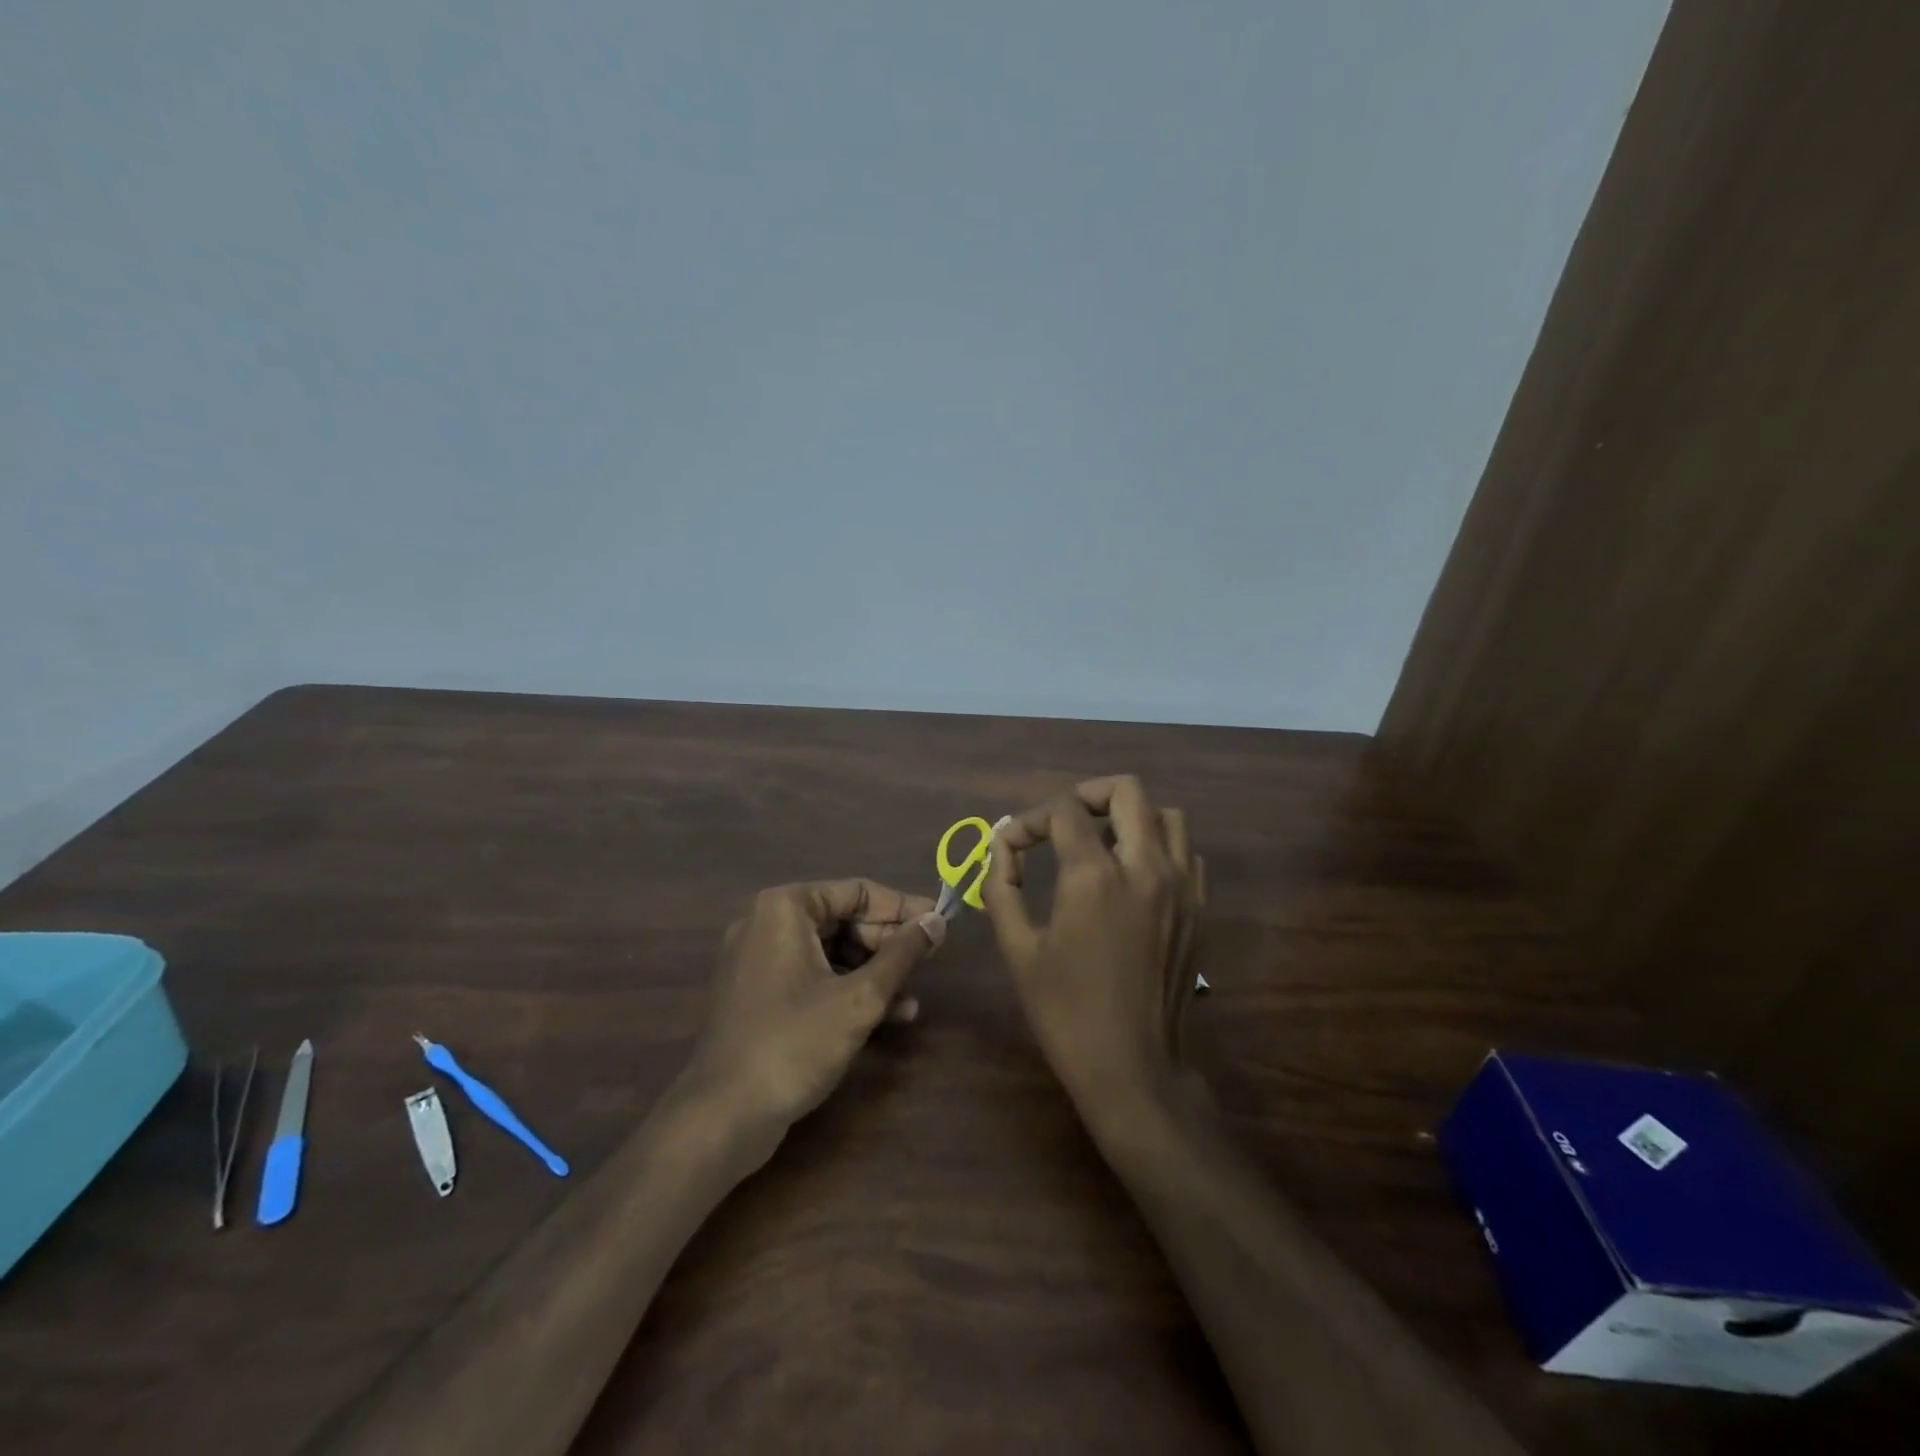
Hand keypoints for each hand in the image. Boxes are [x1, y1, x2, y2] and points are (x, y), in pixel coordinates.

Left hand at [685, 879, 945, 1132]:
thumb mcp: (859, 998)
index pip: (857, 892)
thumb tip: (937, 920)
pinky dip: (846, 989)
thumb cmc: (795, 1043)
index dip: (902, 908)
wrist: (723, 1116)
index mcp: (785, 908)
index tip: (939, 924)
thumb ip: (902, 954)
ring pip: (830, 951)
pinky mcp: (758, 994)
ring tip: (912, 997)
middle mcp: (766, 923)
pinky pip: (812, 976)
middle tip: (928, 961)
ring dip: (873, 971)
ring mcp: (758, 960)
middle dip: (888, 943)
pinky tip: (886, 1015)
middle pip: (842, 919)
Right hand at [983, 776, 1206, 1127]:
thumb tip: (1001, 844)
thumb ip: (1002, 887)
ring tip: (1101, 843)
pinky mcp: (1199, 909)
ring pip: (1167, 815)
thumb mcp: (1019, 949)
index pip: (1064, 811)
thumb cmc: (1066, 1011)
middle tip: (1064, 819)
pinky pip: (1186, 853)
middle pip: (1127, 791)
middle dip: (1088, 794)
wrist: (1133, 1068)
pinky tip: (1134, 876)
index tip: (1014, 843)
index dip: (1030, 819)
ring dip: (1130, 816)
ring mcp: (1181, 887)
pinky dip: (1159, 847)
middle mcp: (1145, 868)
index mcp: (1095, 877)